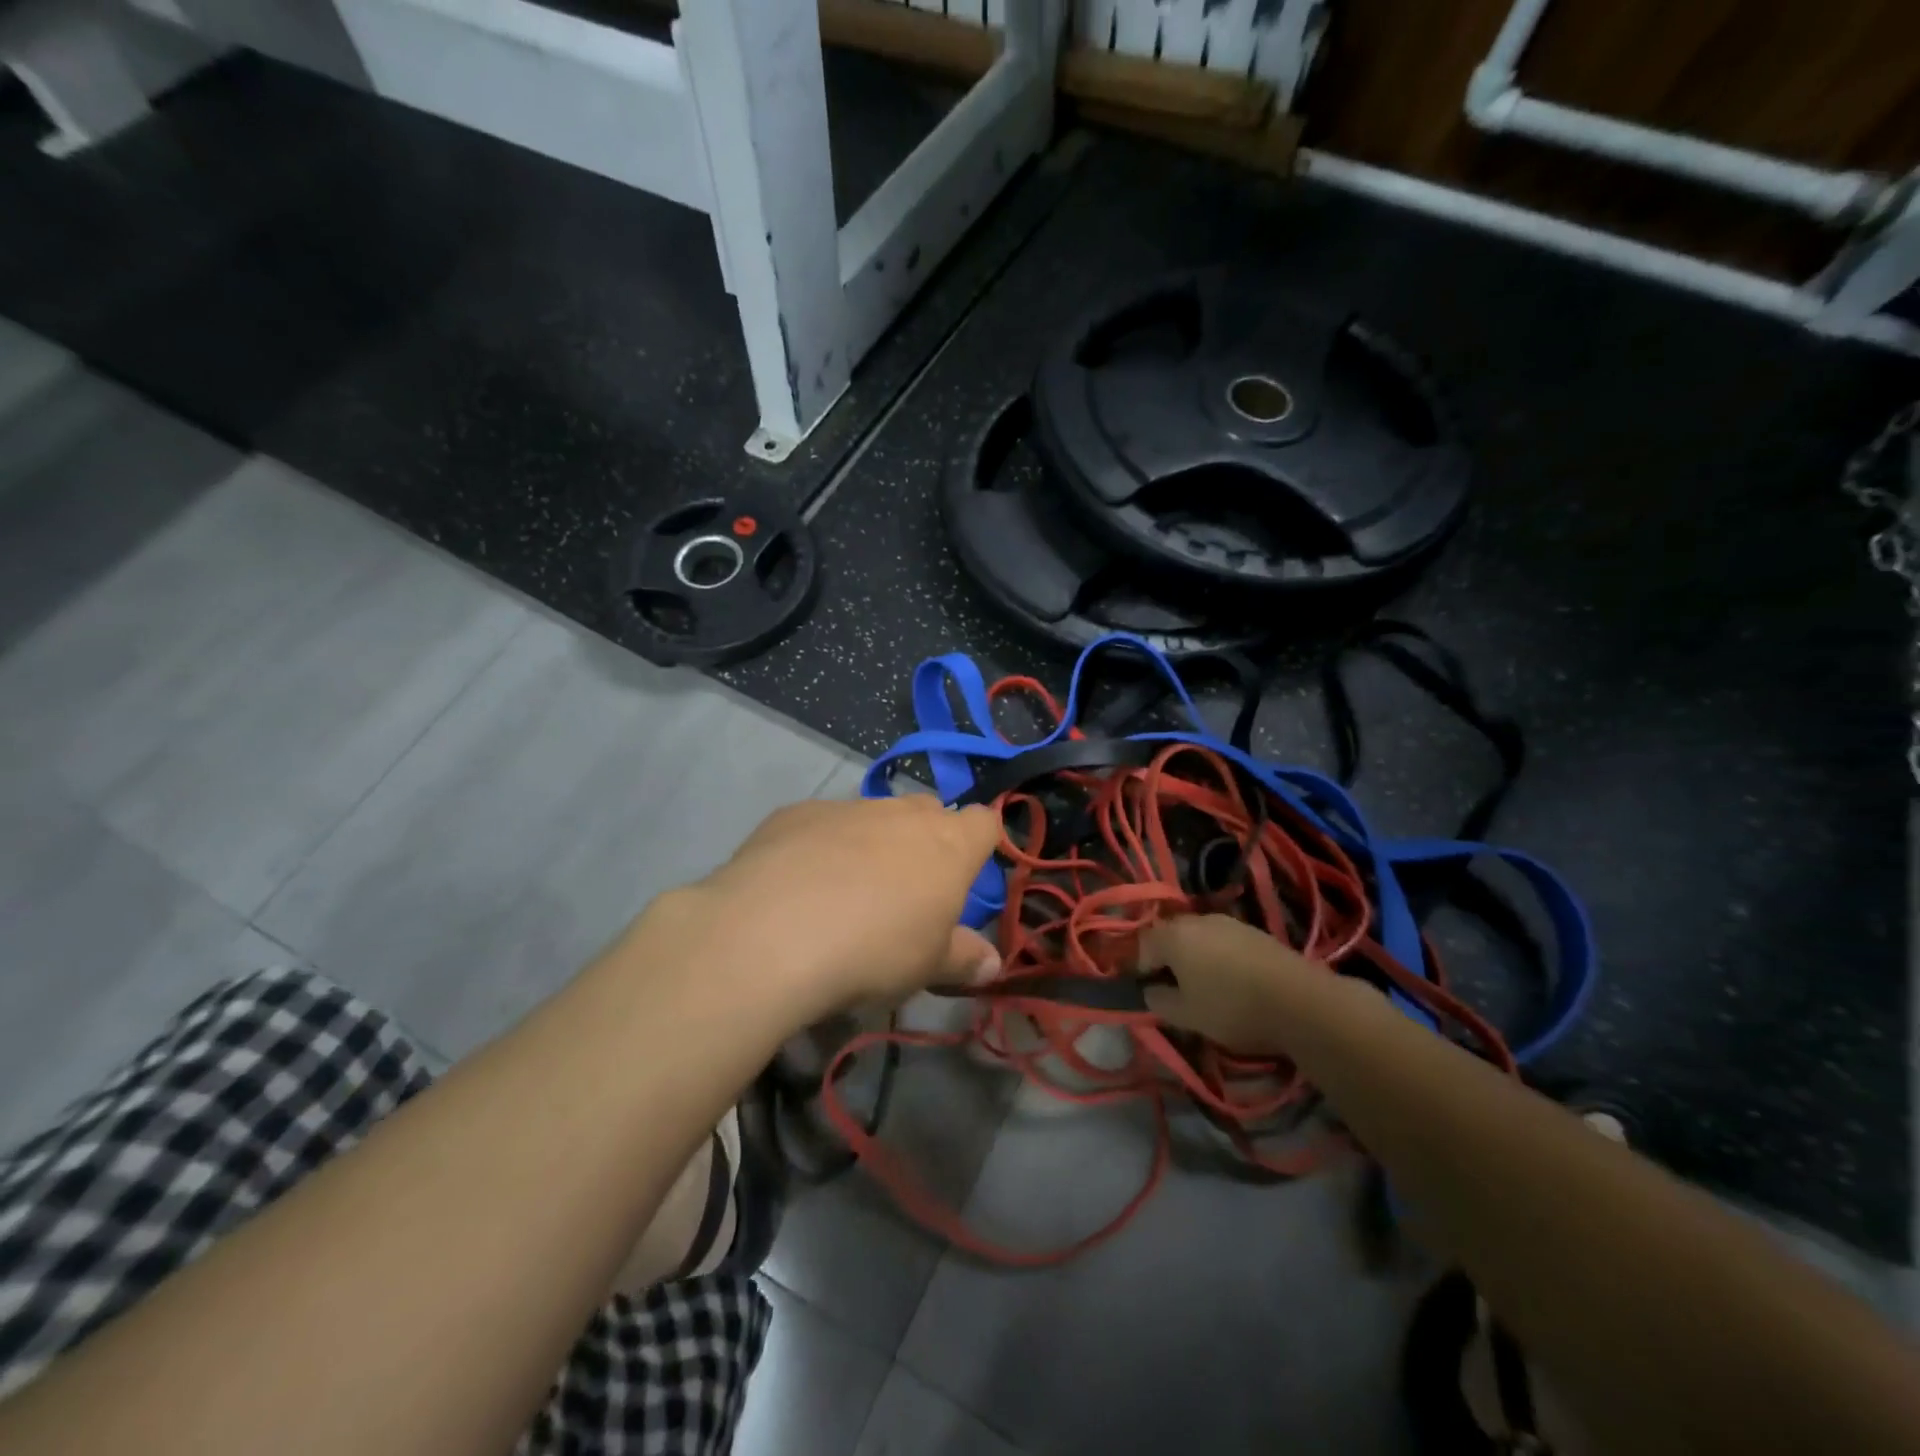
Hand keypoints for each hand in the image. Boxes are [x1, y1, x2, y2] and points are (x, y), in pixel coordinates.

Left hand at [656, 796, 1001, 1020]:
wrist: (773, 933)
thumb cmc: (875, 951)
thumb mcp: (928, 967)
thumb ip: (964, 959)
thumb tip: (993, 963)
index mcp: (949, 845)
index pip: (985, 822)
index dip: (982, 841)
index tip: (970, 869)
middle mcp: (902, 813)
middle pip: (929, 811)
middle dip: (927, 839)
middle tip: (911, 887)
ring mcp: (847, 807)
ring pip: (874, 815)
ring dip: (872, 842)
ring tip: (850, 890)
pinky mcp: (796, 813)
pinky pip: (822, 824)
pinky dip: (822, 846)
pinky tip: (800, 884)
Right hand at [1137, 914, 1316, 1053]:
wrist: (1301, 1001)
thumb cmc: (1232, 1007)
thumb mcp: (1187, 1016)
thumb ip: (1160, 1002)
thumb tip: (1151, 991)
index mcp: (1172, 936)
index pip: (1141, 944)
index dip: (1137, 966)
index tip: (1144, 988)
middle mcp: (1197, 919)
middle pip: (1169, 934)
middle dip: (1165, 957)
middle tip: (1171, 986)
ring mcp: (1228, 922)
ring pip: (1197, 936)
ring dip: (1193, 955)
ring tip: (1202, 984)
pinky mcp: (1254, 931)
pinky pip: (1222, 940)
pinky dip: (1218, 956)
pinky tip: (1230, 979)